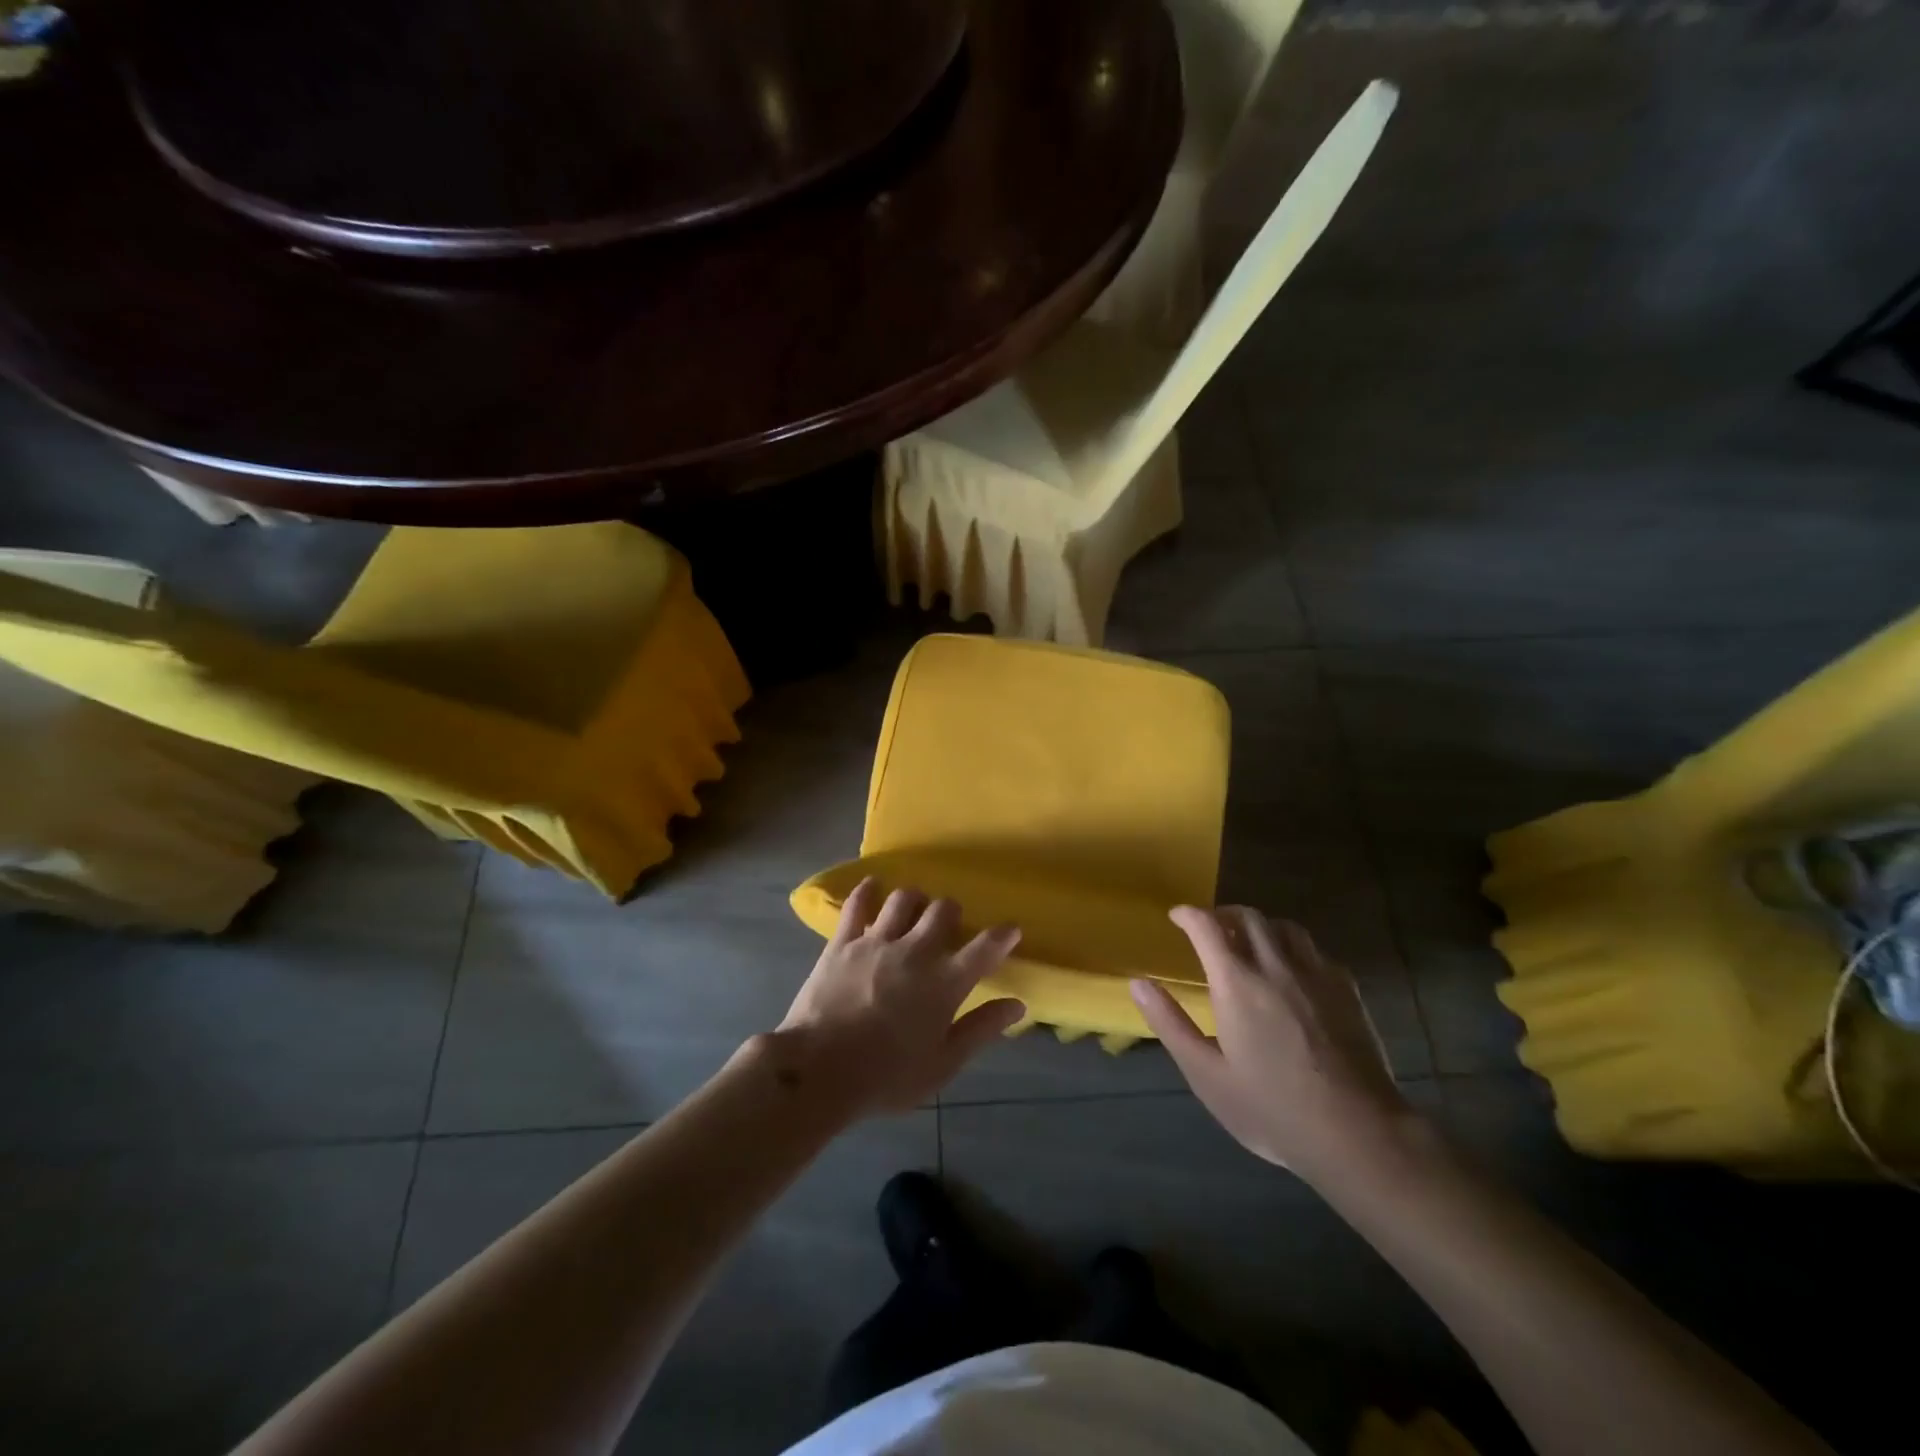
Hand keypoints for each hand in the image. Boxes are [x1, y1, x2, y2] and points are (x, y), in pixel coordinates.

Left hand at [773, 880, 1026, 1117]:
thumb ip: (981, 1029)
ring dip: (915, 900)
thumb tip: (1017, 1004)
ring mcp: (877, 941)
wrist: (819, 1070)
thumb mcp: (943, 1064)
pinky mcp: (843, 942)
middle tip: (949, 925)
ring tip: (914, 909)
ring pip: (904, 899)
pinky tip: (872, 887)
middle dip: (952, 913)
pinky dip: (867, 891)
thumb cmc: (887, 1077)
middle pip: (943, 911)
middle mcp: (916, 951)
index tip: (1011, 929)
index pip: (985, 948)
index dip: (1002, 935)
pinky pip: (857, 904)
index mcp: (945, 982)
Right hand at [1130, 906, 1413, 1182]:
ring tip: (1249, 944)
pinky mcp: (1346, 990)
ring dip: (1260, 926)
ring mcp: (1316, 975)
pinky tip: (1291, 972)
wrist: (1359, 1134)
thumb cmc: (1272, 1108)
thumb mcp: (1207, 1075)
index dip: (1188, 914)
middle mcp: (1275, 966)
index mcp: (1236, 983)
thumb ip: (1170, 1024)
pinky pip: (1314, 950)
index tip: (1176, 918)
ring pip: (1284, 927)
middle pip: (1248, 916)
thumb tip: (1138, 983)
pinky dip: (1293, 948)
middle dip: (1222, 914)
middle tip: (1209, 930)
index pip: (1207, 926)